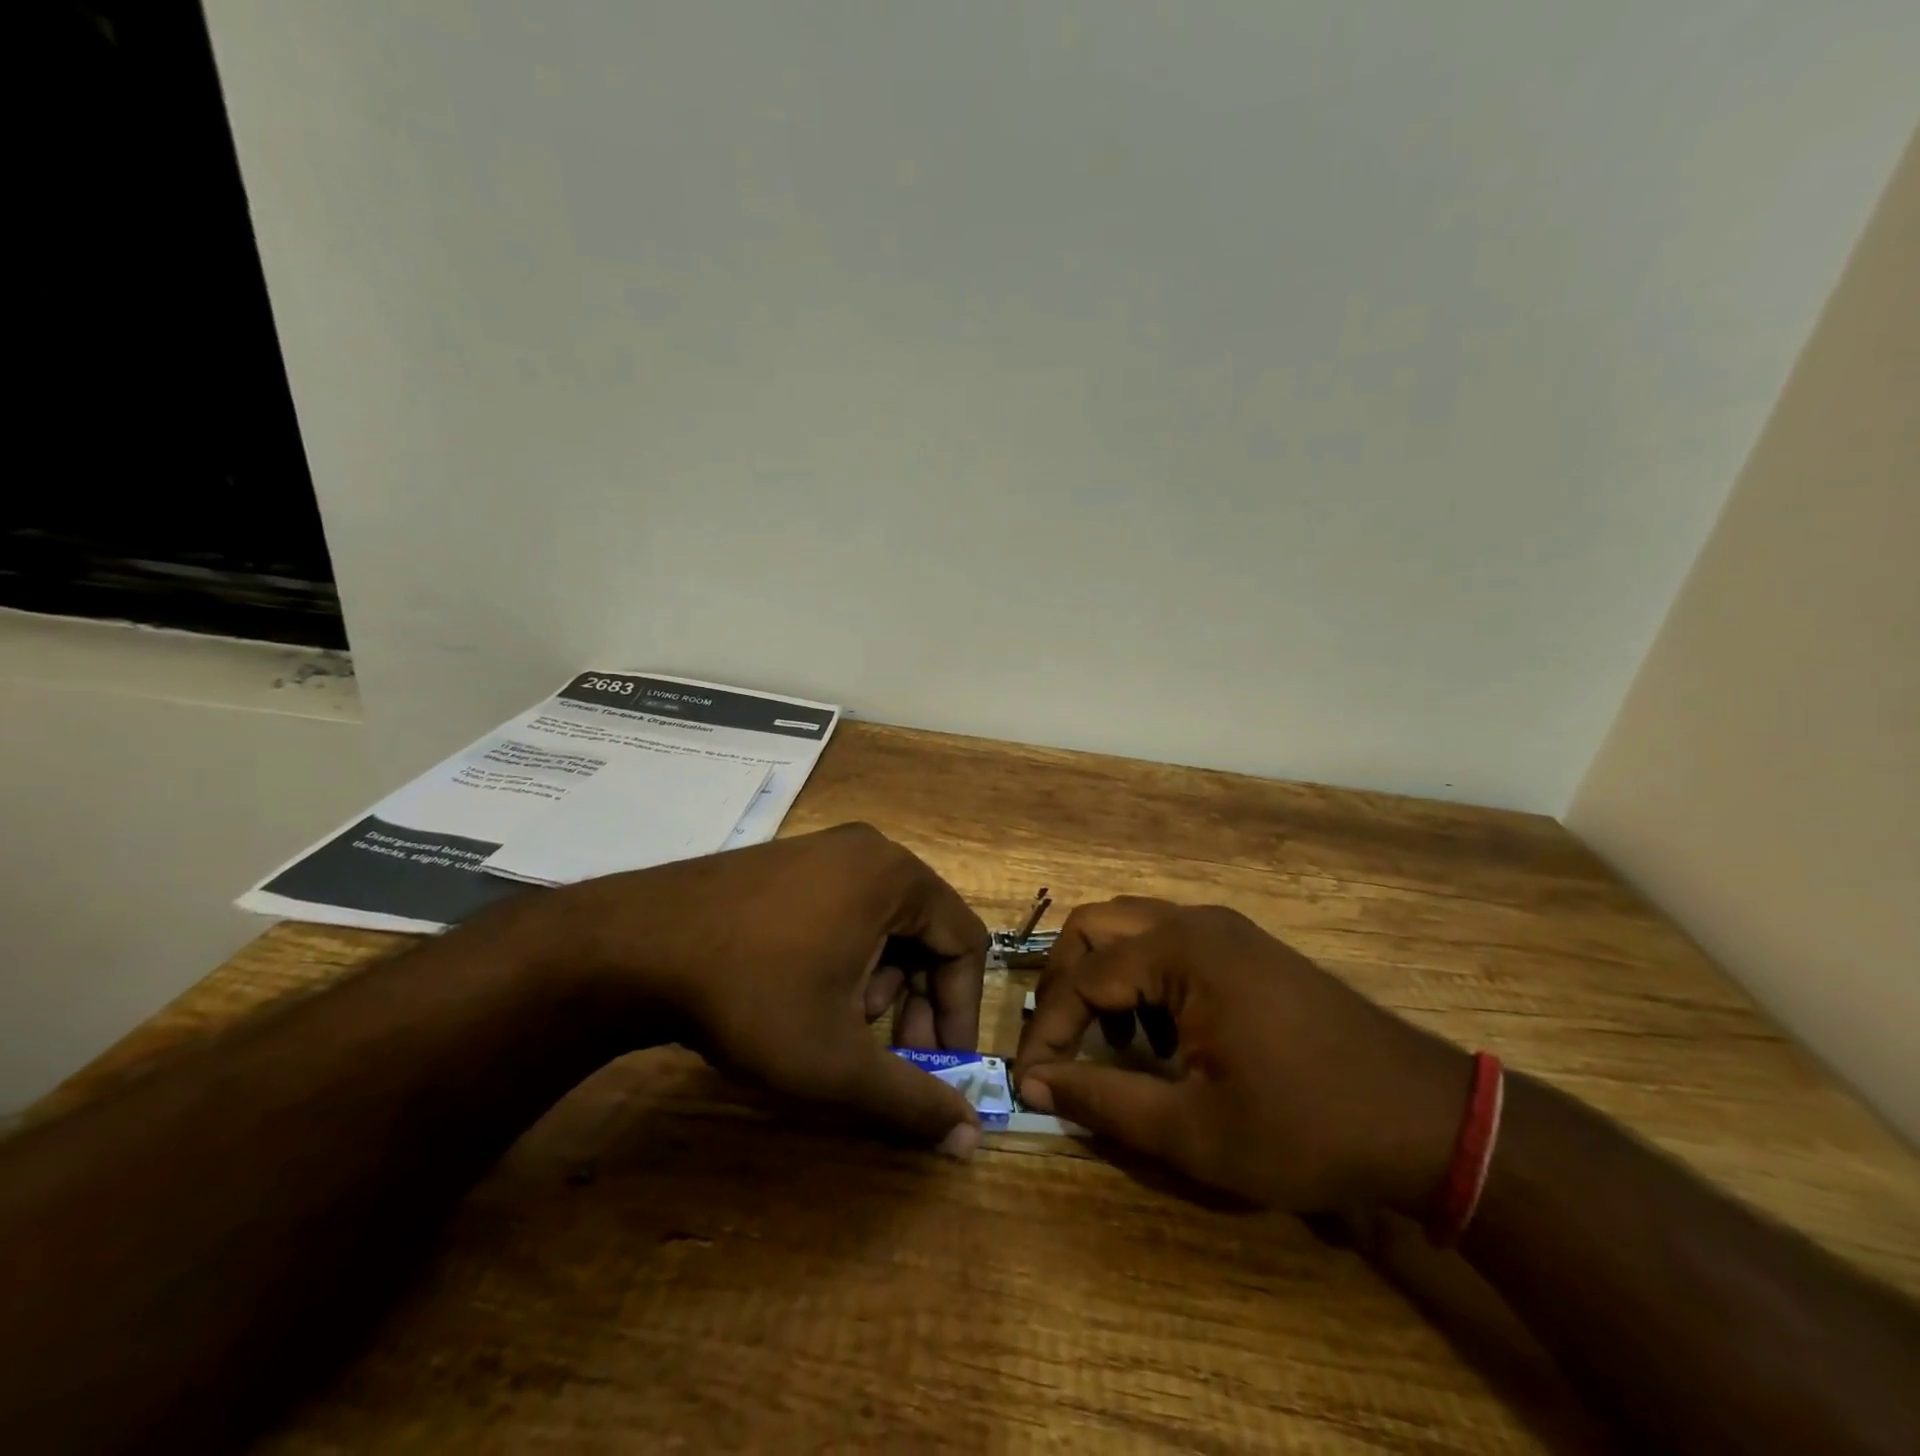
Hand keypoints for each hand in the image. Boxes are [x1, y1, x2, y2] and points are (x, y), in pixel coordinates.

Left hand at [517, 823, 989, 1154]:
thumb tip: (972, 1141)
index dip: (959, 1011)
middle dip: (913, 1000)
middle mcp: (867, 849)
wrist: (633, 946)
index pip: (964, 943)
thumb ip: (912, 1100)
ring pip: (883, 921)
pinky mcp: (787, 860)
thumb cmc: (752, 996)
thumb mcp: (837, 1060)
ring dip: (878, 981)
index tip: (937, 1065)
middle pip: (924, 930)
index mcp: (896, 876)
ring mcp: (822, 849)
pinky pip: (844, 907)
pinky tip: (807, 992)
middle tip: (888, 1053)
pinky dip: (845, 955)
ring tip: (840, 1024)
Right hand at [1012, 898, 1470, 1211]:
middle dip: (1066, 984)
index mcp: (1180, 950)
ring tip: (1114, 1045)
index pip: (1082, 977)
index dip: (1047, 1031)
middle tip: (1063, 1045)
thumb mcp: (1194, 1132)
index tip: (1029, 1082)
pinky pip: (1169, 943)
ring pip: (1132, 929)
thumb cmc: (1306, 1127)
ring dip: (1105, 978)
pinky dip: (1143, 978)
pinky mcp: (1246, 949)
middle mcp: (1197, 921)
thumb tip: (1034, 1084)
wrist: (1428, 1120)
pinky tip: (1163, 1037)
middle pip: (1097, 927)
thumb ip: (1103, 1102)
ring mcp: (1226, 930)